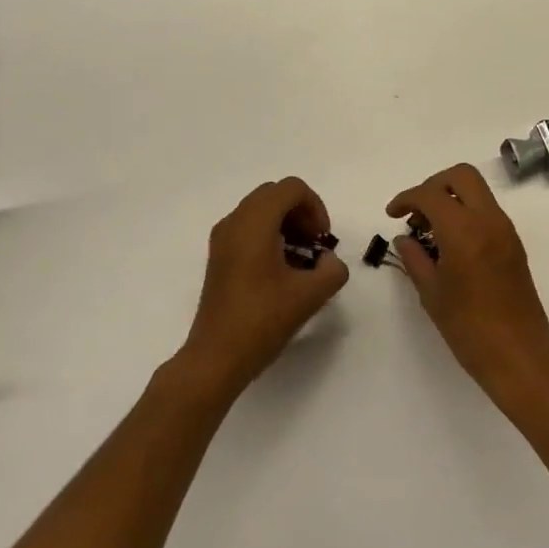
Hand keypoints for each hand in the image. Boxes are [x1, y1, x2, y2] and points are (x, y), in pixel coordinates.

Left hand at [178, 177, 348, 399]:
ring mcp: (223, 238)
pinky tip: (282, 271)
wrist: (216, 358)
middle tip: (315, 245)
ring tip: (302, 260)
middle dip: (301, 213)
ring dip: (286, 225)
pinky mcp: (219, 256)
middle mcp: (235, 221)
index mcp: (255, 221)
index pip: (291, 188)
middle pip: (275, 195)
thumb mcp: (310, 295)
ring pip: (261, 211)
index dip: (315, 207)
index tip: (323, 239)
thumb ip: (332, 270)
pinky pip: (248, 228)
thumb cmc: (262, 320)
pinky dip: (270, 236)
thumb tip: (327, 260)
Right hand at [386, 163, 548, 399]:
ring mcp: (505, 230)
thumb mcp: (432, 294)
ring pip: (477, 190)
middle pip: (461, 175)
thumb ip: (414, 259)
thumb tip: (404, 238)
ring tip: (430, 230)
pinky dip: (466, 212)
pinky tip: (451, 242)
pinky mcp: (514, 243)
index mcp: (464, 230)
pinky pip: (487, 210)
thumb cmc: (469, 328)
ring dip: (451, 197)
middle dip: (434, 184)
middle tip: (416, 211)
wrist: (520, 356)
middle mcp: (488, 220)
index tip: (393, 214)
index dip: (407, 198)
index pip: (431, 194)